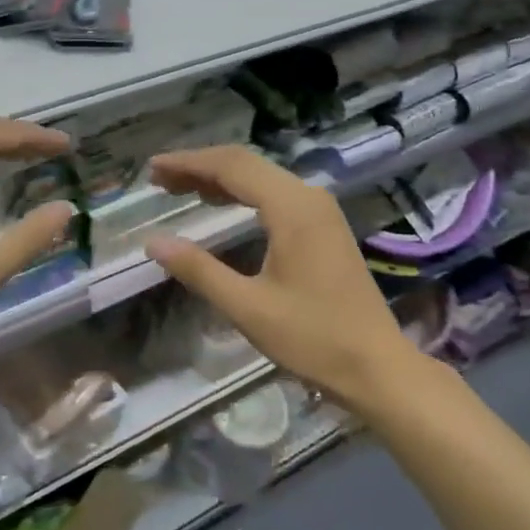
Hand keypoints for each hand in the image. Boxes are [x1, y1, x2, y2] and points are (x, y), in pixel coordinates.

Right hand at [144, 145, 416, 407]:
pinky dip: (243, 193)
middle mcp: (308, 197)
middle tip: (159, 179)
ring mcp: (320, 210)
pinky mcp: (325, 226)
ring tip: (180, 188)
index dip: (188, 163)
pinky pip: (276, 194)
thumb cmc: (313, 338)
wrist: (377, 366)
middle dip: (200, 167)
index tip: (152, 169)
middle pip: (247, 164)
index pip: (231, 167)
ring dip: (221, 179)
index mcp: (292, 208)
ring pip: (262, 177)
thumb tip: (154, 241)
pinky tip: (221, 205)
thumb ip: (199, 270)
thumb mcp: (248, 308)